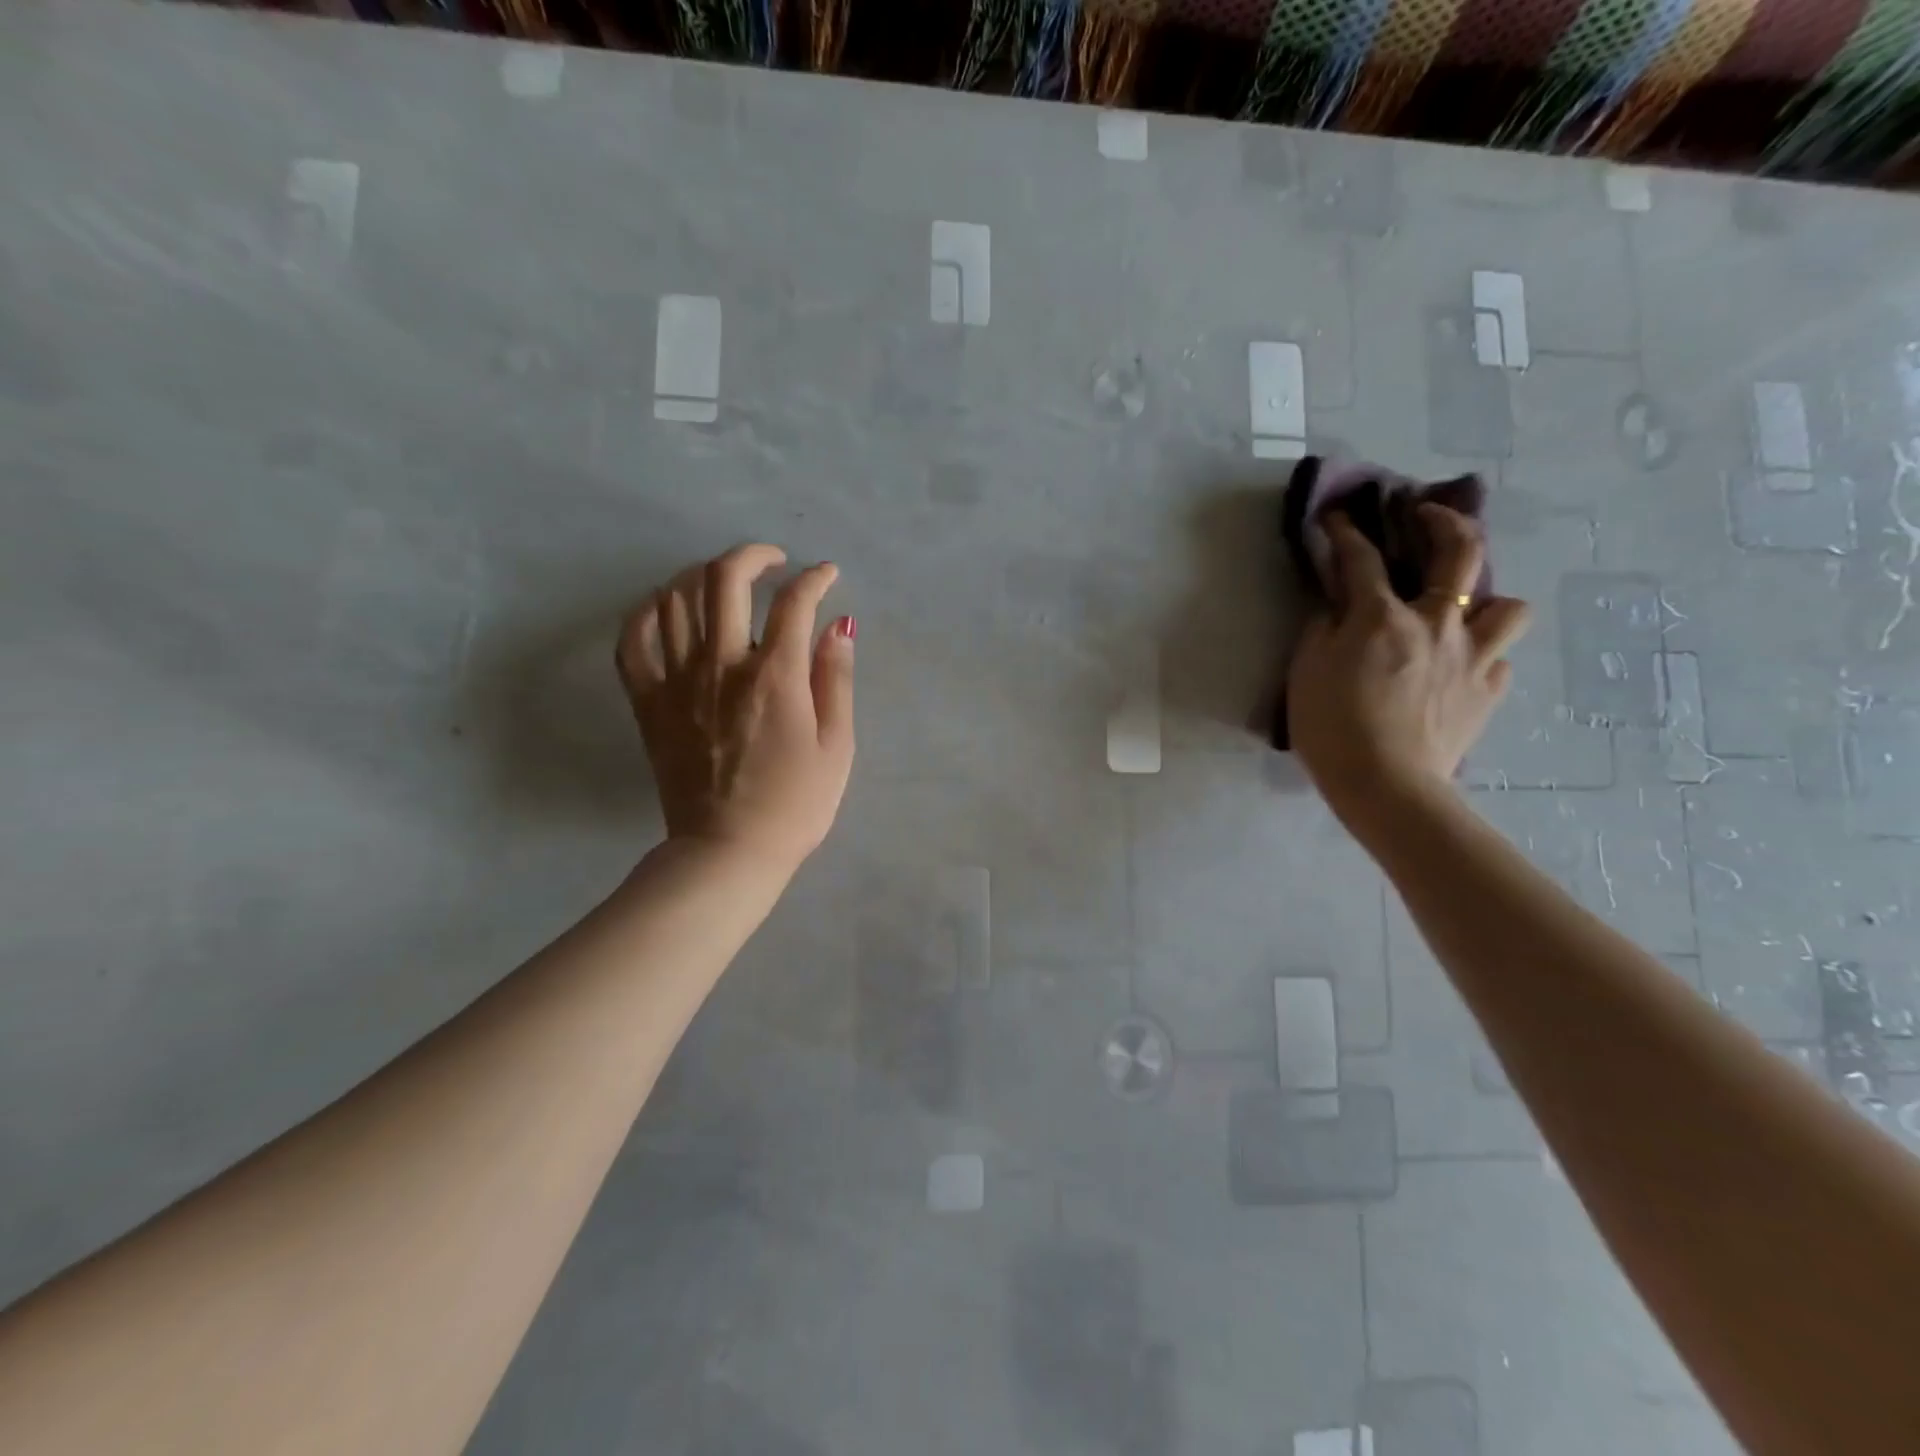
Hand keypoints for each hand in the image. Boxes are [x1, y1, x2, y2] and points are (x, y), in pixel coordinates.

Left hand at [616, 544, 855, 872]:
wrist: (729, 851)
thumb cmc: (795, 804)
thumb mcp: (837, 745)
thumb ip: (835, 678)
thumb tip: (839, 625)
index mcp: (774, 676)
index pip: (794, 601)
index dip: (815, 578)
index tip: (827, 576)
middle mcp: (721, 664)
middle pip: (724, 579)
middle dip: (753, 555)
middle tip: (773, 562)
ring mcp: (677, 681)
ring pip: (675, 597)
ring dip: (702, 575)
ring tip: (724, 582)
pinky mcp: (648, 702)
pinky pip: (632, 639)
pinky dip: (647, 611)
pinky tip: (665, 607)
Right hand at [1288, 504, 1529, 830]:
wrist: (1385, 785)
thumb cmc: (1332, 728)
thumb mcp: (1306, 673)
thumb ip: (1322, 630)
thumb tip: (1337, 608)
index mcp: (1383, 617)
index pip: (1361, 559)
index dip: (1346, 532)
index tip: (1337, 518)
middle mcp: (1436, 624)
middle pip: (1461, 552)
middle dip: (1445, 522)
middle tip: (1428, 516)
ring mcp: (1472, 656)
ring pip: (1507, 606)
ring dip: (1485, 601)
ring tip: (1461, 613)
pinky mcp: (1488, 691)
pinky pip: (1498, 660)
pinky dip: (1481, 657)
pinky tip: (1460, 669)